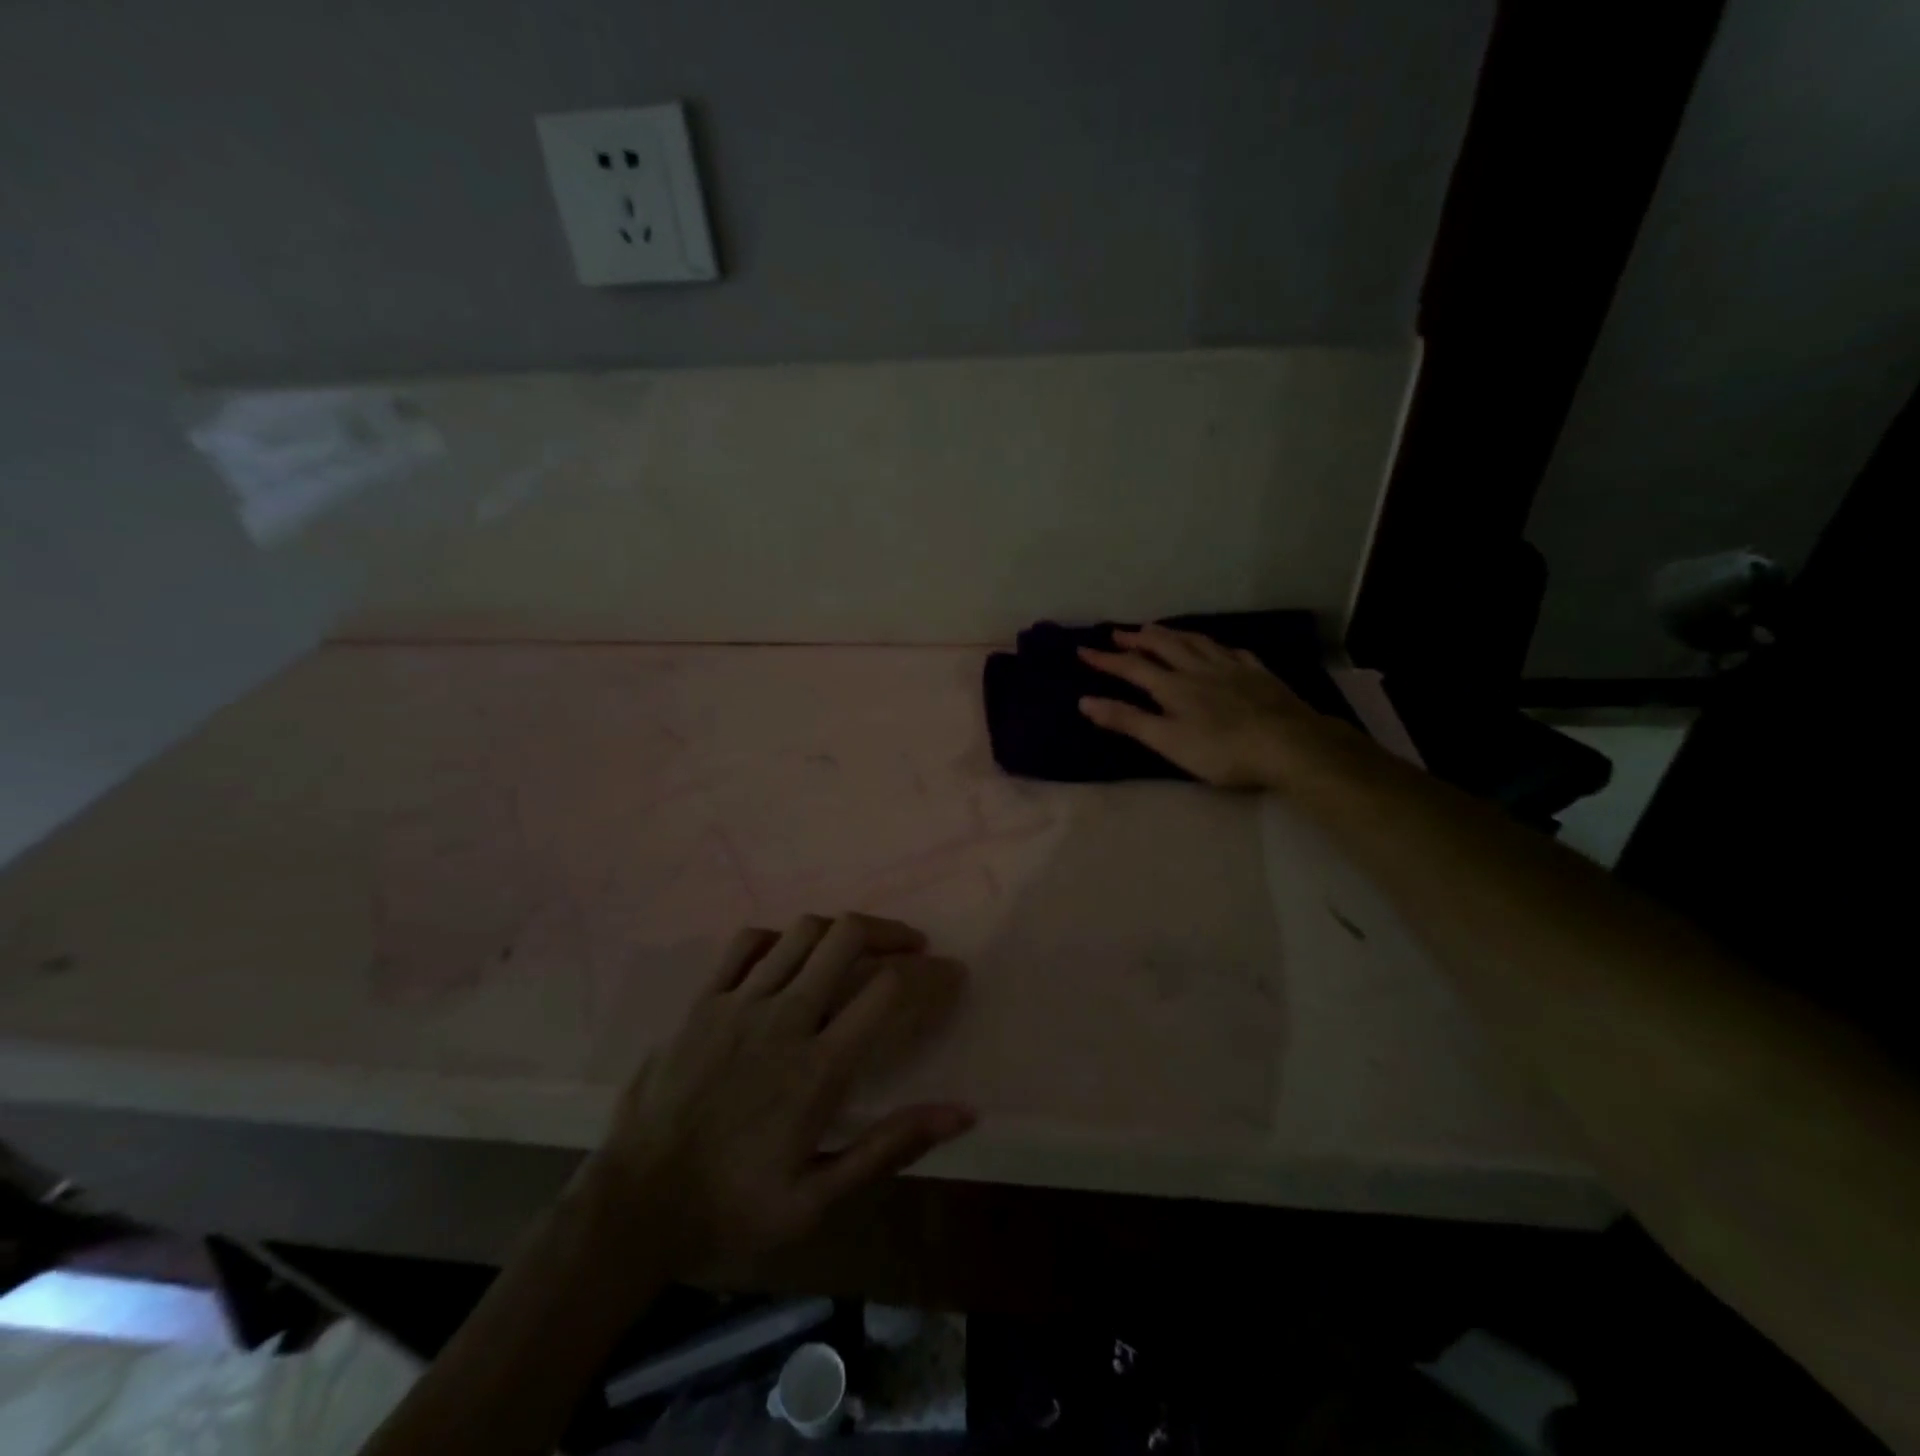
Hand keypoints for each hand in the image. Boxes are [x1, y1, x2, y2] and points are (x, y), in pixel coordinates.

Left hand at [585, 914, 972, 1270]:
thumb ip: (890, 1146)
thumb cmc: (733, 1208)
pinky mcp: (702, 1001)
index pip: (887, 989)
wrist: (634, 1207)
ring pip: (802, 932)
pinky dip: (780, 938)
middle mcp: (784, 1019)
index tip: (950, 973)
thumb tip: (962, 1113)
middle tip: (910, 945)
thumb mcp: (819, 1198)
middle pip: (846, 937)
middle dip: (890, 930)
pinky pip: (746, 943)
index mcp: (818, 1067)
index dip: (928, 973)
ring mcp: (738, 1003)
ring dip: (841, 929)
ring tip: (859, 946)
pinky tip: (791, 956)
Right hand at [1078, 623, 1324, 787]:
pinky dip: (1216, 646)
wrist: (1289, 744)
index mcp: (1173, 686)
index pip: (1132, 667)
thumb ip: (1127, 720)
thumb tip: (1085, 701)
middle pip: (1164, 646)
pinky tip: (1218, 647)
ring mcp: (1231, 667)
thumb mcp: (1167, 741)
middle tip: (1119, 631)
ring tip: (1157, 628)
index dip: (1106, 659)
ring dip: (1172, 634)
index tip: (1083, 649)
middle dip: (1138, 638)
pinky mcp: (1258, 674)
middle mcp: (1198, 668)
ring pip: (1196, 642)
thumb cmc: (1222, 750)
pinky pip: (1232, 652)